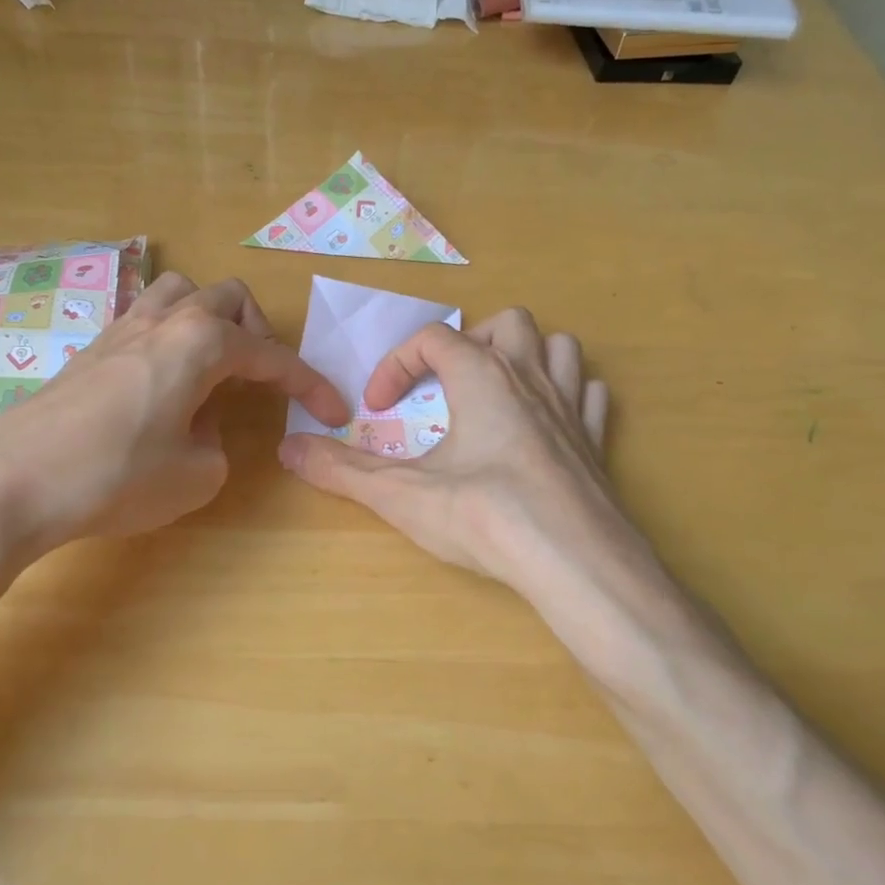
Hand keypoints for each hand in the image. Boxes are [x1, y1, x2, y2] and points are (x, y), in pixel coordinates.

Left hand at [0, 272, 348, 559]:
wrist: (12, 480)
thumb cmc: (116, 476)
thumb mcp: (195, 475)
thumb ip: (217, 444)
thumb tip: (200, 423)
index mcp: (201, 342)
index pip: (272, 357)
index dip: (310, 385)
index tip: (335, 410)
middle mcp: (164, 320)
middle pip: (227, 298)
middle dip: (258, 332)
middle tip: (262, 378)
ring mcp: (120, 329)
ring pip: (179, 293)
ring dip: (209, 320)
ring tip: (212, 366)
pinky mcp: (89, 349)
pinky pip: (146, 319)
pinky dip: (171, 337)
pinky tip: (163, 382)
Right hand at [277, 309, 641, 594]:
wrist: (575, 561)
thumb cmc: (483, 515)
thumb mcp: (400, 494)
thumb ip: (340, 469)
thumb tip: (288, 448)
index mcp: (482, 376)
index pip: (432, 338)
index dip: (397, 364)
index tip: (378, 406)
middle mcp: (530, 378)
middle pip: (507, 323)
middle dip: (471, 342)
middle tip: (447, 385)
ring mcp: (571, 408)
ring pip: (560, 347)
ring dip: (528, 356)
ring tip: (498, 392)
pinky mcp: (597, 442)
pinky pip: (590, 395)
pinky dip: (569, 395)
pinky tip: (547, 423)